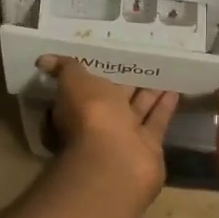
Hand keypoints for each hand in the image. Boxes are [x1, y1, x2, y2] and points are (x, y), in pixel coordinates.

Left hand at [39, 56, 178, 203]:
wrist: (116, 160)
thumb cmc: (91, 116)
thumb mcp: (74, 83)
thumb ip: (66, 69)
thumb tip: (43, 59)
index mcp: (78, 106)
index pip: (87, 86)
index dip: (98, 73)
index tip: (110, 56)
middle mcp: (100, 123)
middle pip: (115, 98)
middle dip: (127, 82)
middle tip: (143, 60)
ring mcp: (125, 136)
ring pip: (138, 108)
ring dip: (150, 92)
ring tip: (165, 69)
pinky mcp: (149, 145)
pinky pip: (157, 121)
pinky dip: (165, 106)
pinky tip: (176, 88)